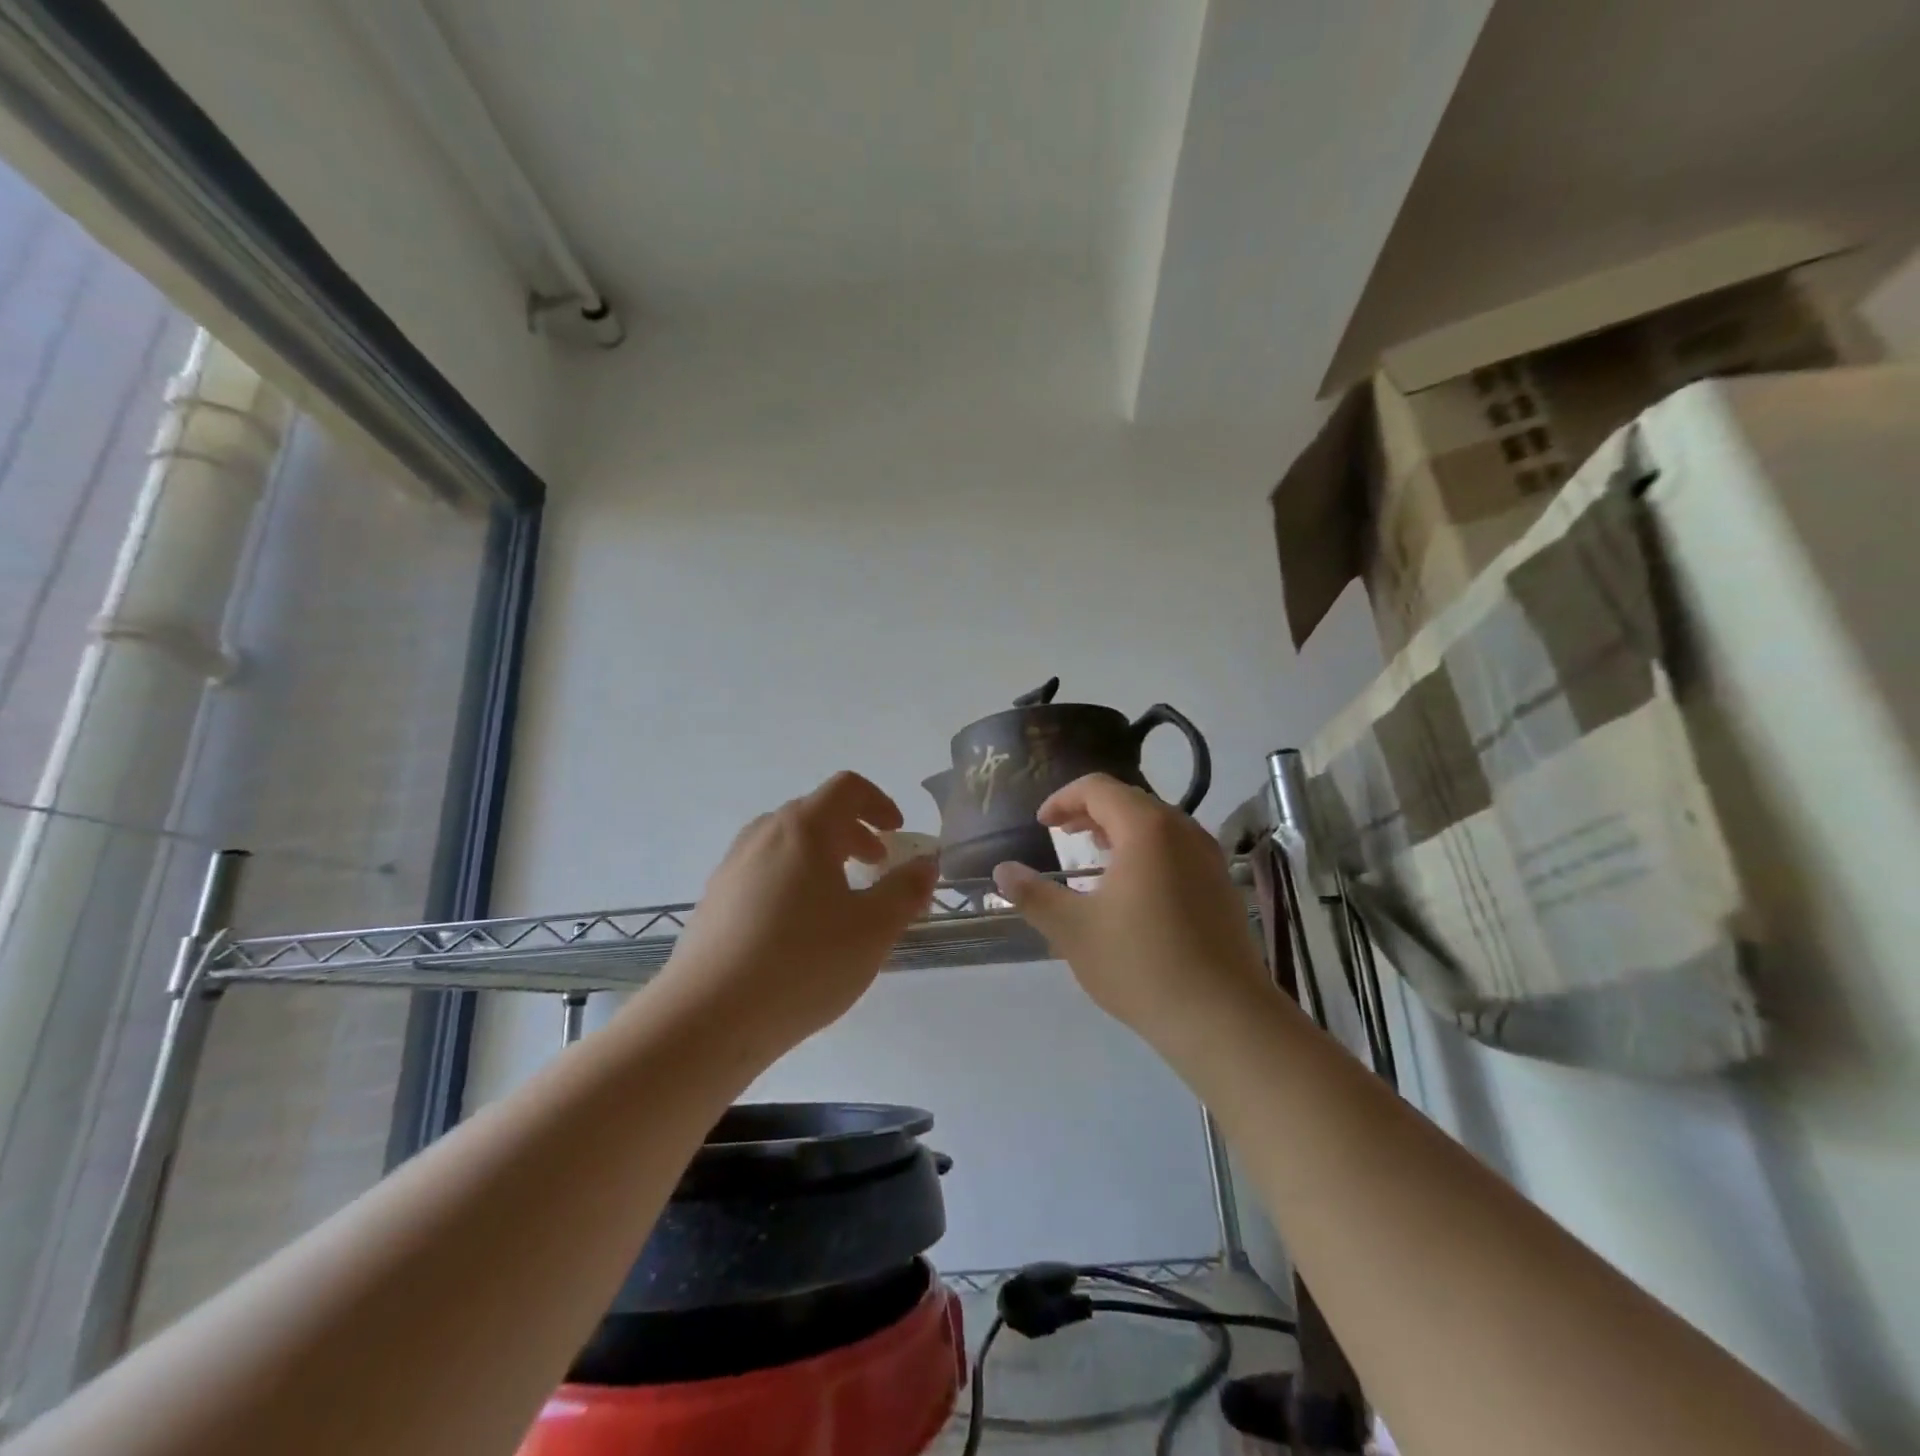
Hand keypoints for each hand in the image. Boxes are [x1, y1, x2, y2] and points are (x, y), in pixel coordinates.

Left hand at [651, 772, 938, 1061]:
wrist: (707, 1019)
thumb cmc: (802, 963)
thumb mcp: (873, 930)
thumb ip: (906, 891)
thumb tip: (926, 863)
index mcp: (804, 829)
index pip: (847, 788)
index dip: (879, 802)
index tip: (898, 833)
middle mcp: (763, 835)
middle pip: (815, 813)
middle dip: (853, 833)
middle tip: (876, 865)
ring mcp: (732, 867)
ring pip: (786, 844)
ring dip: (821, 857)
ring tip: (840, 898)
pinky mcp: (714, 901)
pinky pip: (762, 872)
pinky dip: (792, 880)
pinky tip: (798, 930)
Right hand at [991, 774, 1266, 1051]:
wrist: (1224, 1019)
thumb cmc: (1141, 965)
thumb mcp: (1074, 930)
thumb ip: (1034, 895)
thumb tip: (1001, 871)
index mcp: (1147, 829)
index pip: (1098, 788)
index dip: (1064, 799)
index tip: (1042, 824)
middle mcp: (1184, 830)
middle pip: (1130, 800)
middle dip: (1090, 811)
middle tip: (1062, 833)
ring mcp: (1209, 857)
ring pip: (1157, 824)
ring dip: (1119, 830)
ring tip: (1094, 854)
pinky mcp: (1222, 885)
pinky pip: (1177, 847)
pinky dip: (1146, 849)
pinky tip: (1133, 887)